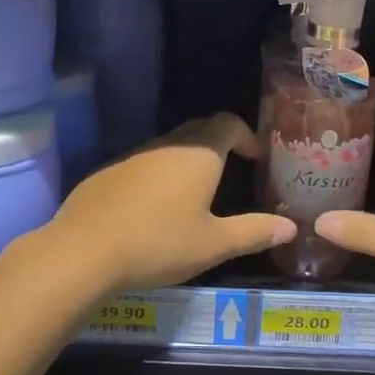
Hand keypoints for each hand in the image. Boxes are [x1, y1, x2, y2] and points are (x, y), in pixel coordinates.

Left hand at [47, 113, 294, 291]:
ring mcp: (132, 156)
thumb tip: (290, 227)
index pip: (228, 123)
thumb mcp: (214, 244)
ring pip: (169, 147)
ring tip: (197, 193)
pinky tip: (154, 209)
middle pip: (199, 130)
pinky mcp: (106, 173)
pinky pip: (143, 164)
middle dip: (220, 145)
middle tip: (234, 171)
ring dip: (188, 160)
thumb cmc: (159, 243)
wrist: (83, 251)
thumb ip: (254, 232)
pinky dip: (158, 176)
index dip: (247, 135)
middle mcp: (166, 145)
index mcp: (198, 154)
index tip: (257, 157)